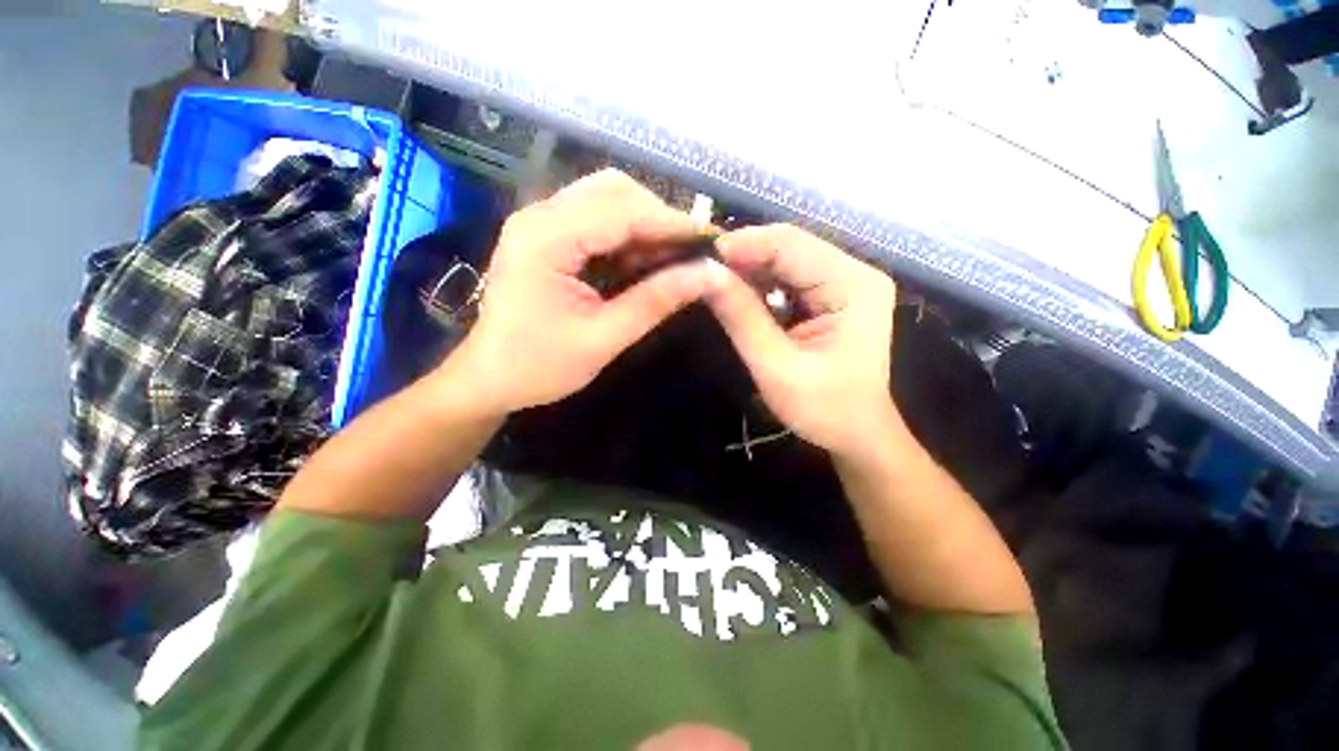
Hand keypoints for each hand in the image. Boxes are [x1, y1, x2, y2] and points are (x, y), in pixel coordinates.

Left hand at [447, 170, 713, 413]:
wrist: (489, 379)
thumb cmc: (539, 367)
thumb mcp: (603, 339)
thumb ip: (654, 302)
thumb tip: (706, 276)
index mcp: (546, 240)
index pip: (623, 212)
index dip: (672, 224)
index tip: (713, 241)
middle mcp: (539, 216)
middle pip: (614, 190)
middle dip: (659, 217)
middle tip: (691, 253)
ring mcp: (540, 222)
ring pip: (606, 198)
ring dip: (644, 223)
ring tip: (672, 258)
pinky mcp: (545, 235)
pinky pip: (595, 217)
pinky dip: (626, 234)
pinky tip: (643, 260)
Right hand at [703, 224, 899, 457]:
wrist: (857, 434)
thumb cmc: (823, 409)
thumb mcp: (775, 367)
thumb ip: (742, 318)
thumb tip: (706, 274)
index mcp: (853, 286)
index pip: (791, 245)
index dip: (744, 244)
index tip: (702, 257)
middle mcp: (855, 272)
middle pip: (791, 246)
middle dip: (745, 255)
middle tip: (704, 270)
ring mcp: (847, 282)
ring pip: (788, 258)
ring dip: (750, 268)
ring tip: (716, 281)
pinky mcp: (835, 295)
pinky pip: (790, 276)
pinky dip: (762, 283)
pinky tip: (740, 294)